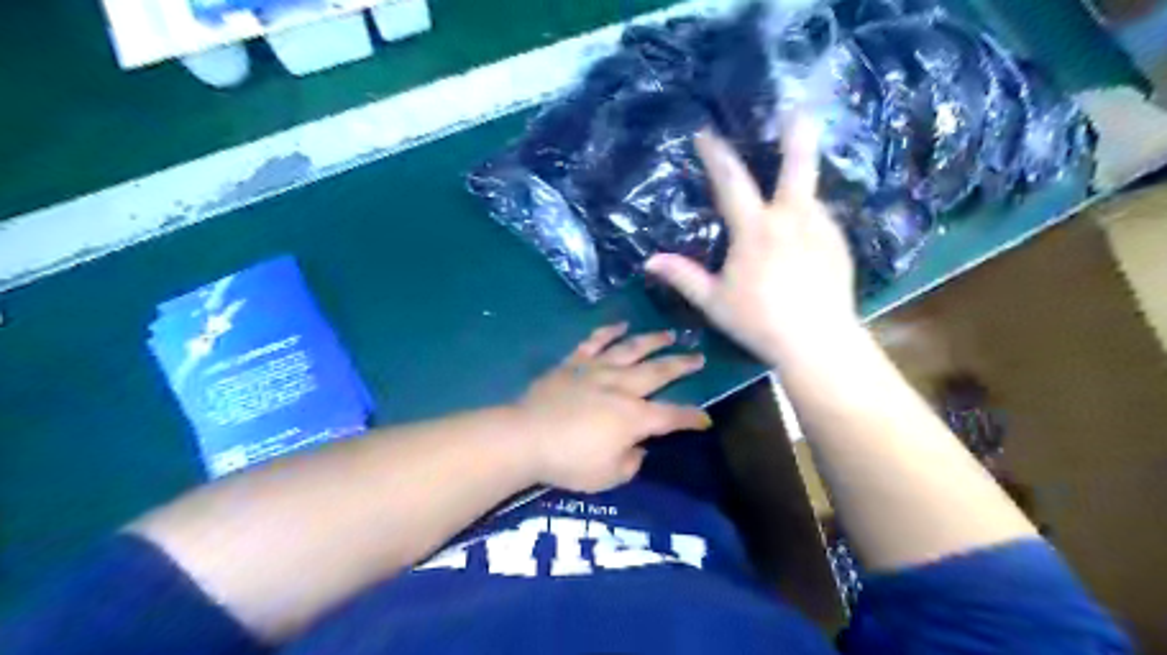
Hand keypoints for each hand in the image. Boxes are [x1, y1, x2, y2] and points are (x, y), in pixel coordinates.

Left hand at [511, 324, 710, 493]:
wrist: (525, 436)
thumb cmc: (568, 461)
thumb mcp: (608, 476)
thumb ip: (631, 463)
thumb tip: (639, 448)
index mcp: (634, 417)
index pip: (672, 416)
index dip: (693, 418)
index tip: (706, 418)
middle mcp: (622, 387)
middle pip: (659, 372)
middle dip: (682, 365)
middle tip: (699, 357)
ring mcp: (597, 370)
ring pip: (631, 349)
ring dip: (653, 341)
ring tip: (669, 334)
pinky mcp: (573, 363)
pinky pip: (595, 342)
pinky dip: (609, 332)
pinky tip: (621, 325)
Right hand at [643, 115, 859, 364]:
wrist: (818, 342)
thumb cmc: (759, 321)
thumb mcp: (714, 302)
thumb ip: (683, 277)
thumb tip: (650, 262)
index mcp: (756, 229)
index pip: (732, 181)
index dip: (716, 154)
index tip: (706, 133)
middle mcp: (792, 219)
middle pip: (798, 165)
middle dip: (795, 134)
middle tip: (795, 109)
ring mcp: (822, 229)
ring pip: (810, 195)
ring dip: (797, 188)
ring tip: (787, 195)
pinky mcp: (840, 245)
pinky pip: (821, 220)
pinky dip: (808, 218)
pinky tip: (802, 235)